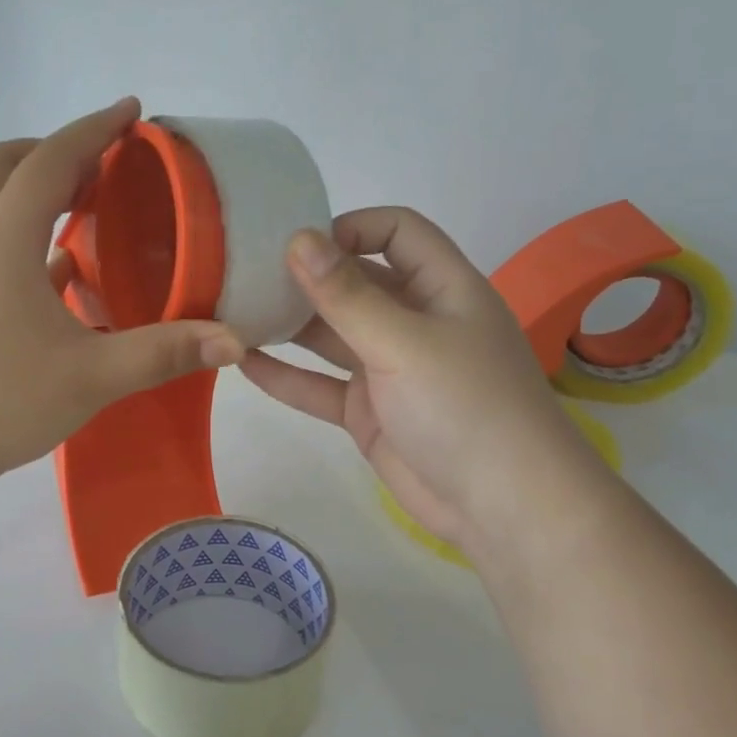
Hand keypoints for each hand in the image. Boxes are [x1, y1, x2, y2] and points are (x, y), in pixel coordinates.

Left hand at [0, 99, 243, 497]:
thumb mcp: (88, 378)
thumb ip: (161, 353)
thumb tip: (232, 340)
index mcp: (4, 237)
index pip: (52, 159)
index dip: (95, 130)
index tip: (132, 112)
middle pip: (6, 165)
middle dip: (55, 151)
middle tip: (104, 167)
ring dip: (35, 190)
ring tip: (87, 210)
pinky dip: (24, 236)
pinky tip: (59, 275)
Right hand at [241, 207, 596, 549]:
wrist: (502, 508)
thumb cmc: (464, 407)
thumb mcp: (404, 343)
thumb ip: (347, 295)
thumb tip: (299, 239)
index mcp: (441, 288)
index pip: (397, 232)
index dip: (351, 227)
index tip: (296, 243)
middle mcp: (414, 321)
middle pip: (356, 282)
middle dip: (306, 276)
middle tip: (244, 274)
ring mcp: (389, 369)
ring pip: (332, 335)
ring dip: (289, 325)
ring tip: (233, 312)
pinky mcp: (369, 412)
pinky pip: (321, 385)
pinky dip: (287, 376)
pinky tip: (242, 363)